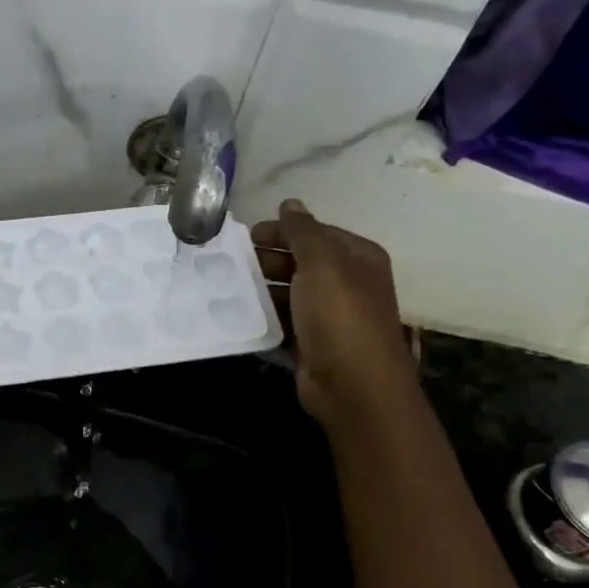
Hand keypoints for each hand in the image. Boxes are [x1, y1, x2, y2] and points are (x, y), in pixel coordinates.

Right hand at [252, 200, 415, 427]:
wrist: (352, 384)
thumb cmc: (339, 314)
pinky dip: (266, 315)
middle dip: (270, 258)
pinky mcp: (313, 343)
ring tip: (230, 285)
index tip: (246, 235)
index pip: (316, 233)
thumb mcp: (321, 262)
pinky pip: (285, 321)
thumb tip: (290, 203)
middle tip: (233, 260)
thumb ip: (303, 231)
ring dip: (264, 287)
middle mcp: (348, 283)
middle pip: (303, 262)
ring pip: (291, 292)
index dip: (283, 231)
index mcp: (358, 258)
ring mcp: (330, 316)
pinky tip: (241, 313)